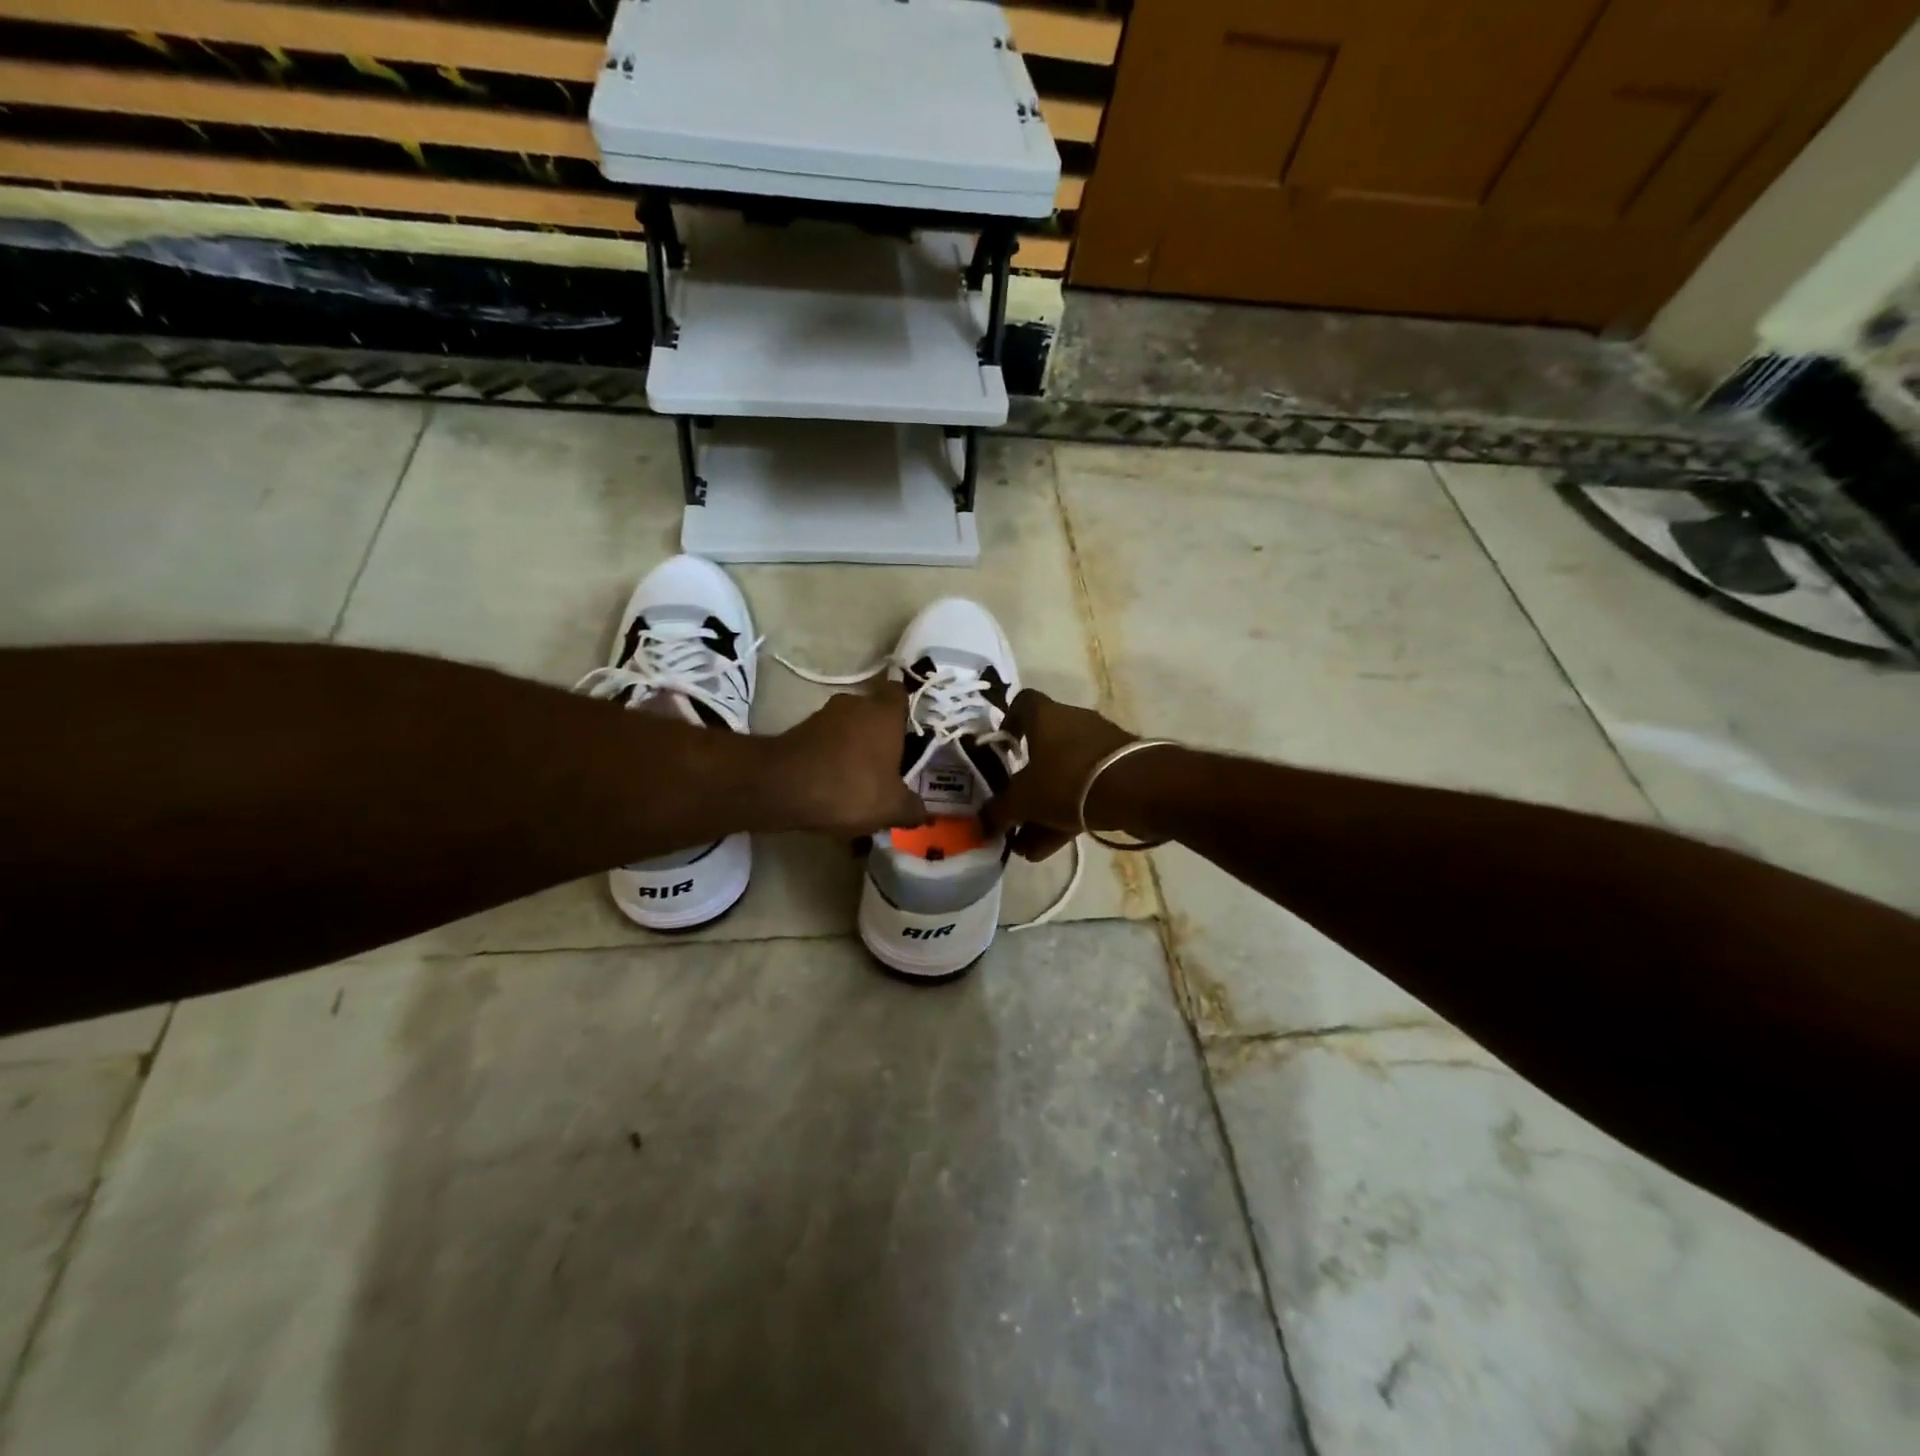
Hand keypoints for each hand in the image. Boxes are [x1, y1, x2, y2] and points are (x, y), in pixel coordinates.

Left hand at [763, 683, 930, 837]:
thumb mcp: (892, 807)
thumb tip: (925, 813)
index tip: (912, 733)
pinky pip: (826, 741)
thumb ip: (913, 808)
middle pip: (874, 712)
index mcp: (885, 713)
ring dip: (854, 748)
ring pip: (848, 727)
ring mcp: (824, 715)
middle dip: (880, 736)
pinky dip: (831, 758)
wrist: (782, 787)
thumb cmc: (850, 787)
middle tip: (889, 765)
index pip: (901, 694)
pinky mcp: (799, 730)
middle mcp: (855, 704)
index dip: (907, 711)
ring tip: (860, 781)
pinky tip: (833, 785)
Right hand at [983, 689, 1137, 860]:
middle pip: (1042, 750)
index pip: (1022, 703)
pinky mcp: (1119, 773)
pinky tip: (1048, 850)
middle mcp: (1073, 724)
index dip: (1008, 723)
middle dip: (1024, 786)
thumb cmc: (1069, 781)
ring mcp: (1100, 749)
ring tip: (1024, 846)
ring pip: (1062, 778)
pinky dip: (1065, 817)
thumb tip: (981, 824)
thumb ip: (1000, 811)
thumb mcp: (1024, 799)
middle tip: (1010, 814)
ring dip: (1043, 811)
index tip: (1000, 749)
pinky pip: (1084, 794)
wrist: (1140, 791)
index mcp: (1047, 716)